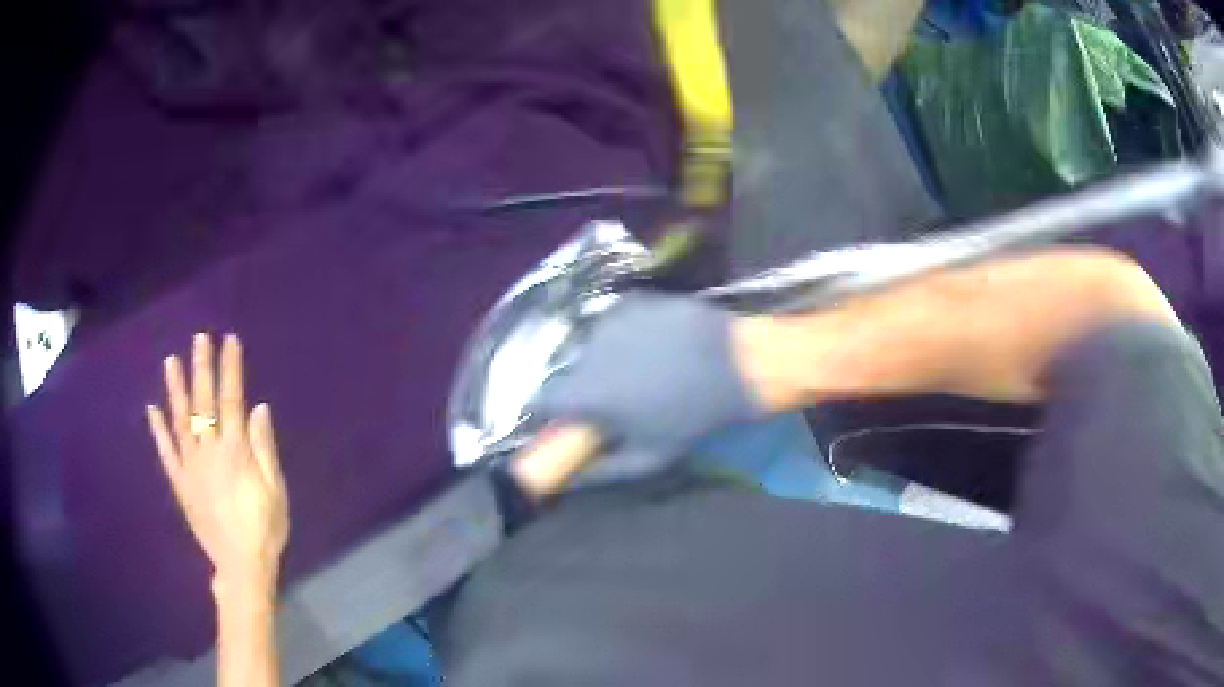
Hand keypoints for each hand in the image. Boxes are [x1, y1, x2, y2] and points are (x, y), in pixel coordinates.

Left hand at [147, 333, 288, 593]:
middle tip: (199, 338)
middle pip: (204, 403)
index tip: (229, 342)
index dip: (230, 369)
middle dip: (202, 368)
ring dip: (175, 389)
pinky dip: (158, 430)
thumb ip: (264, 449)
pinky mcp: (180, 483)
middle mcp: (208, 452)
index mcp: (235, 452)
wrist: (241, 567)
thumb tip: (258, 408)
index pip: (232, 400)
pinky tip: (151, 409)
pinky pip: (166, 452)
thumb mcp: (276, 492)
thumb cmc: (265, 530)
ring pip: (180, 420)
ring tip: (171, 361)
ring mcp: (190, 467)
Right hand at [533, 294, 762, 488]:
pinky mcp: (632, 300)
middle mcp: (588, 351)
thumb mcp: (648, 457)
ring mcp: (610, 320)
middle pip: (569, 372)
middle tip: (617, 398)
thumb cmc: (693, 417)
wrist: (739, 364)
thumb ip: (599, 471)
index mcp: (586, 392)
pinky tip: (656, 343)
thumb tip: (567, 480)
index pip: (540, 400)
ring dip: (606, 359)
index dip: (545, 411)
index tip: (561, 419)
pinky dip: (626, 335)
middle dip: (584, 386)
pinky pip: (615, 322)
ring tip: (643, 368)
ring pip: (593, 345)